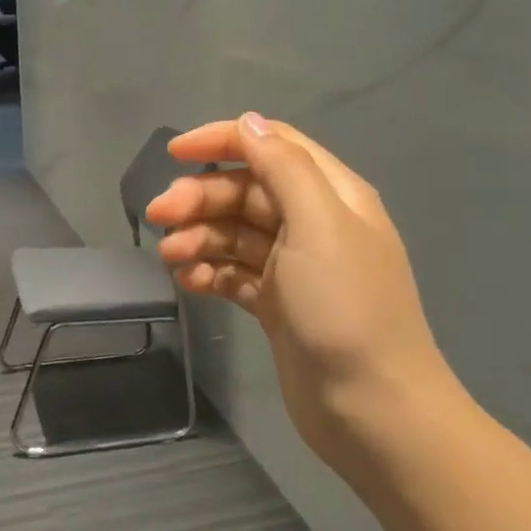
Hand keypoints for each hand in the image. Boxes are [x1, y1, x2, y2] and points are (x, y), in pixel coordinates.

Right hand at [144, 114, 455, 465]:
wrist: (371, 409)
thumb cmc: (346, 308)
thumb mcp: (319, 225)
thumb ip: (284, 168)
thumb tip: (249, 122)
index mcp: (330, 195)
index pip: (271, 145)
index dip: (223, 140)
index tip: (174, 153)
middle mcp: (312, 223)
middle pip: (244, 191)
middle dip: (200, 199)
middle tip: (158, 217)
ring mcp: (293, 266)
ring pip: (233, 233)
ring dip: (198, 237)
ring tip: (170, 258)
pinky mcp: (277, 304)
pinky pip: (233, 273)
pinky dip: (209, 272)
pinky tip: (188, 282)